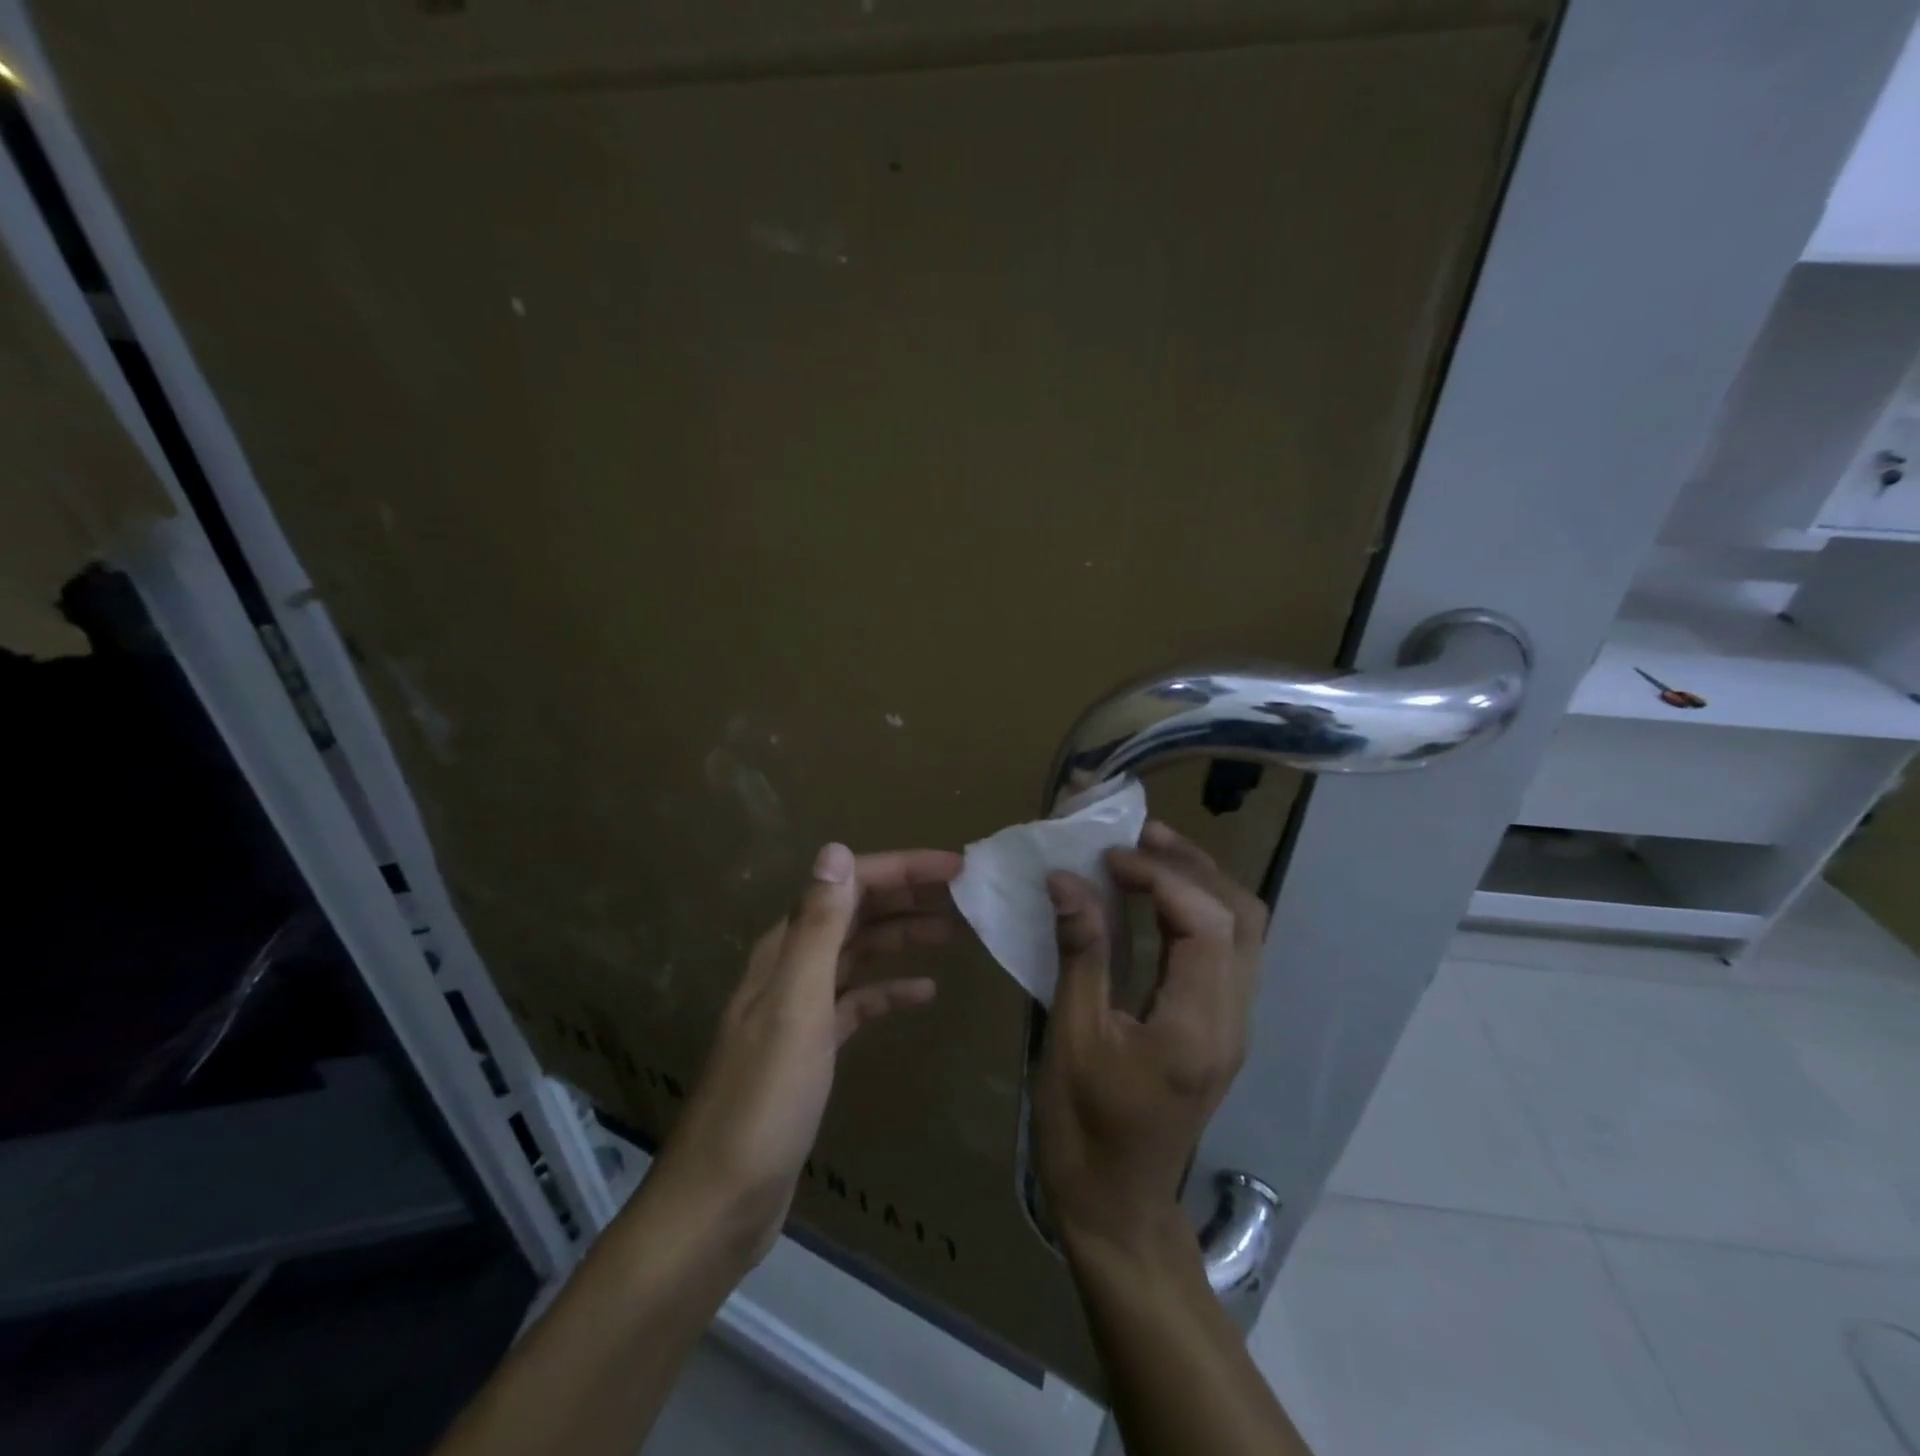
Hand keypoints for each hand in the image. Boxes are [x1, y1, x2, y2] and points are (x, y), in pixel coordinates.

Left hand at [653, 841, 962, 1261]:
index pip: (850, 886)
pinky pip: (857, 1001)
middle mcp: (792, 967)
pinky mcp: (812, 1048)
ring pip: (861, 954)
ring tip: (958, 932)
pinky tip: (924, 992)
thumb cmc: (763, 1101)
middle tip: (968, 895)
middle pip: (858, 914)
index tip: (957, 869)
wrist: (721, 1202)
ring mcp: (801, 1008)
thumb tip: (837, 850)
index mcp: (786, 949)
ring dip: (905, 937)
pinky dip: (890, 990)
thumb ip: (817, 927)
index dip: (903, 870)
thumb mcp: (796, 1006)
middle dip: (910, 897)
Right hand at [1032, 821, 1267, 1258]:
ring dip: (1200, 882)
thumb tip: (1066, 879)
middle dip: (1190, 865)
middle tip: (1136, 836)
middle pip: (1241, 916)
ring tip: (1147, 853)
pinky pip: (1228, 949)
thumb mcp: (1070, 1037)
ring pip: (1244, 929)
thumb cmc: (1084, 1126)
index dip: (1160, 875)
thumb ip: (1079, 953)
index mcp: (1197, 1027)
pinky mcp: (1223, 1027)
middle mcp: (1233, 1020)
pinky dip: (1197, 910)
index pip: (1205, 922)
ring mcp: (1235, 1025)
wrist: (1117, 1204)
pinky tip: (1155, 899)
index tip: (1107, 858)